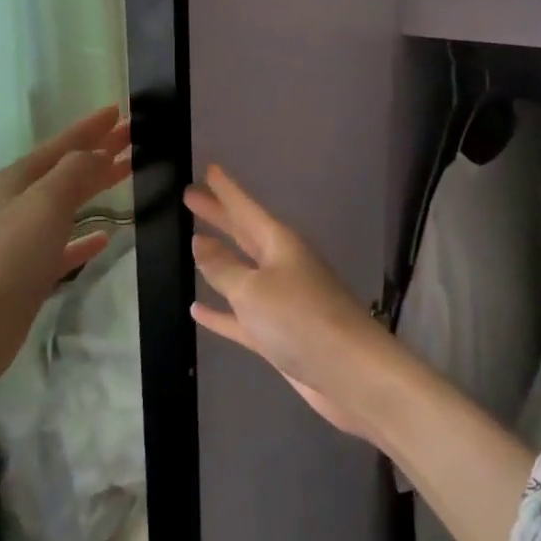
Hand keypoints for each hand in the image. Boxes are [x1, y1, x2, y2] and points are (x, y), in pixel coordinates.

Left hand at [0, 105, 131, 388]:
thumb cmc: (11, 255)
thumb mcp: (46, 202)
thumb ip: (76, 171)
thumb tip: (99, 153)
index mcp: (21, 178)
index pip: (65, 143)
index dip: (92, 127)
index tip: (120, 111)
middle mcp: (22, 201)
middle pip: (69, 168)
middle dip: (100, 151)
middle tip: (135, 138)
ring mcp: (26, 237)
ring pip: (70, 202)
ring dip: (97, 187)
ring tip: (127, 175)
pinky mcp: (33, 270)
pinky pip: (67, 245)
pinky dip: (86, 237)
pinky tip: (106, 237)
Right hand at [186, 166, 396, 441]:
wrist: (350, 373)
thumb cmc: (300, 319)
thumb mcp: (253, 289)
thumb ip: (223, 267)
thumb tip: (200, 241)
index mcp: (280, 244)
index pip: (245, 208)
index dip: (226, 190)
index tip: (209, 167)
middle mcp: (281, 265)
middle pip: (243, 234)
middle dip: (219, 216)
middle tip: (190, 196)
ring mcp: (281, 301)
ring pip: (241, 272)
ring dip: (218, 260)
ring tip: (193, 242)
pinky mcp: (278, 334)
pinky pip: (240, 316)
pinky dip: (220, 313)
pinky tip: (197, 309)